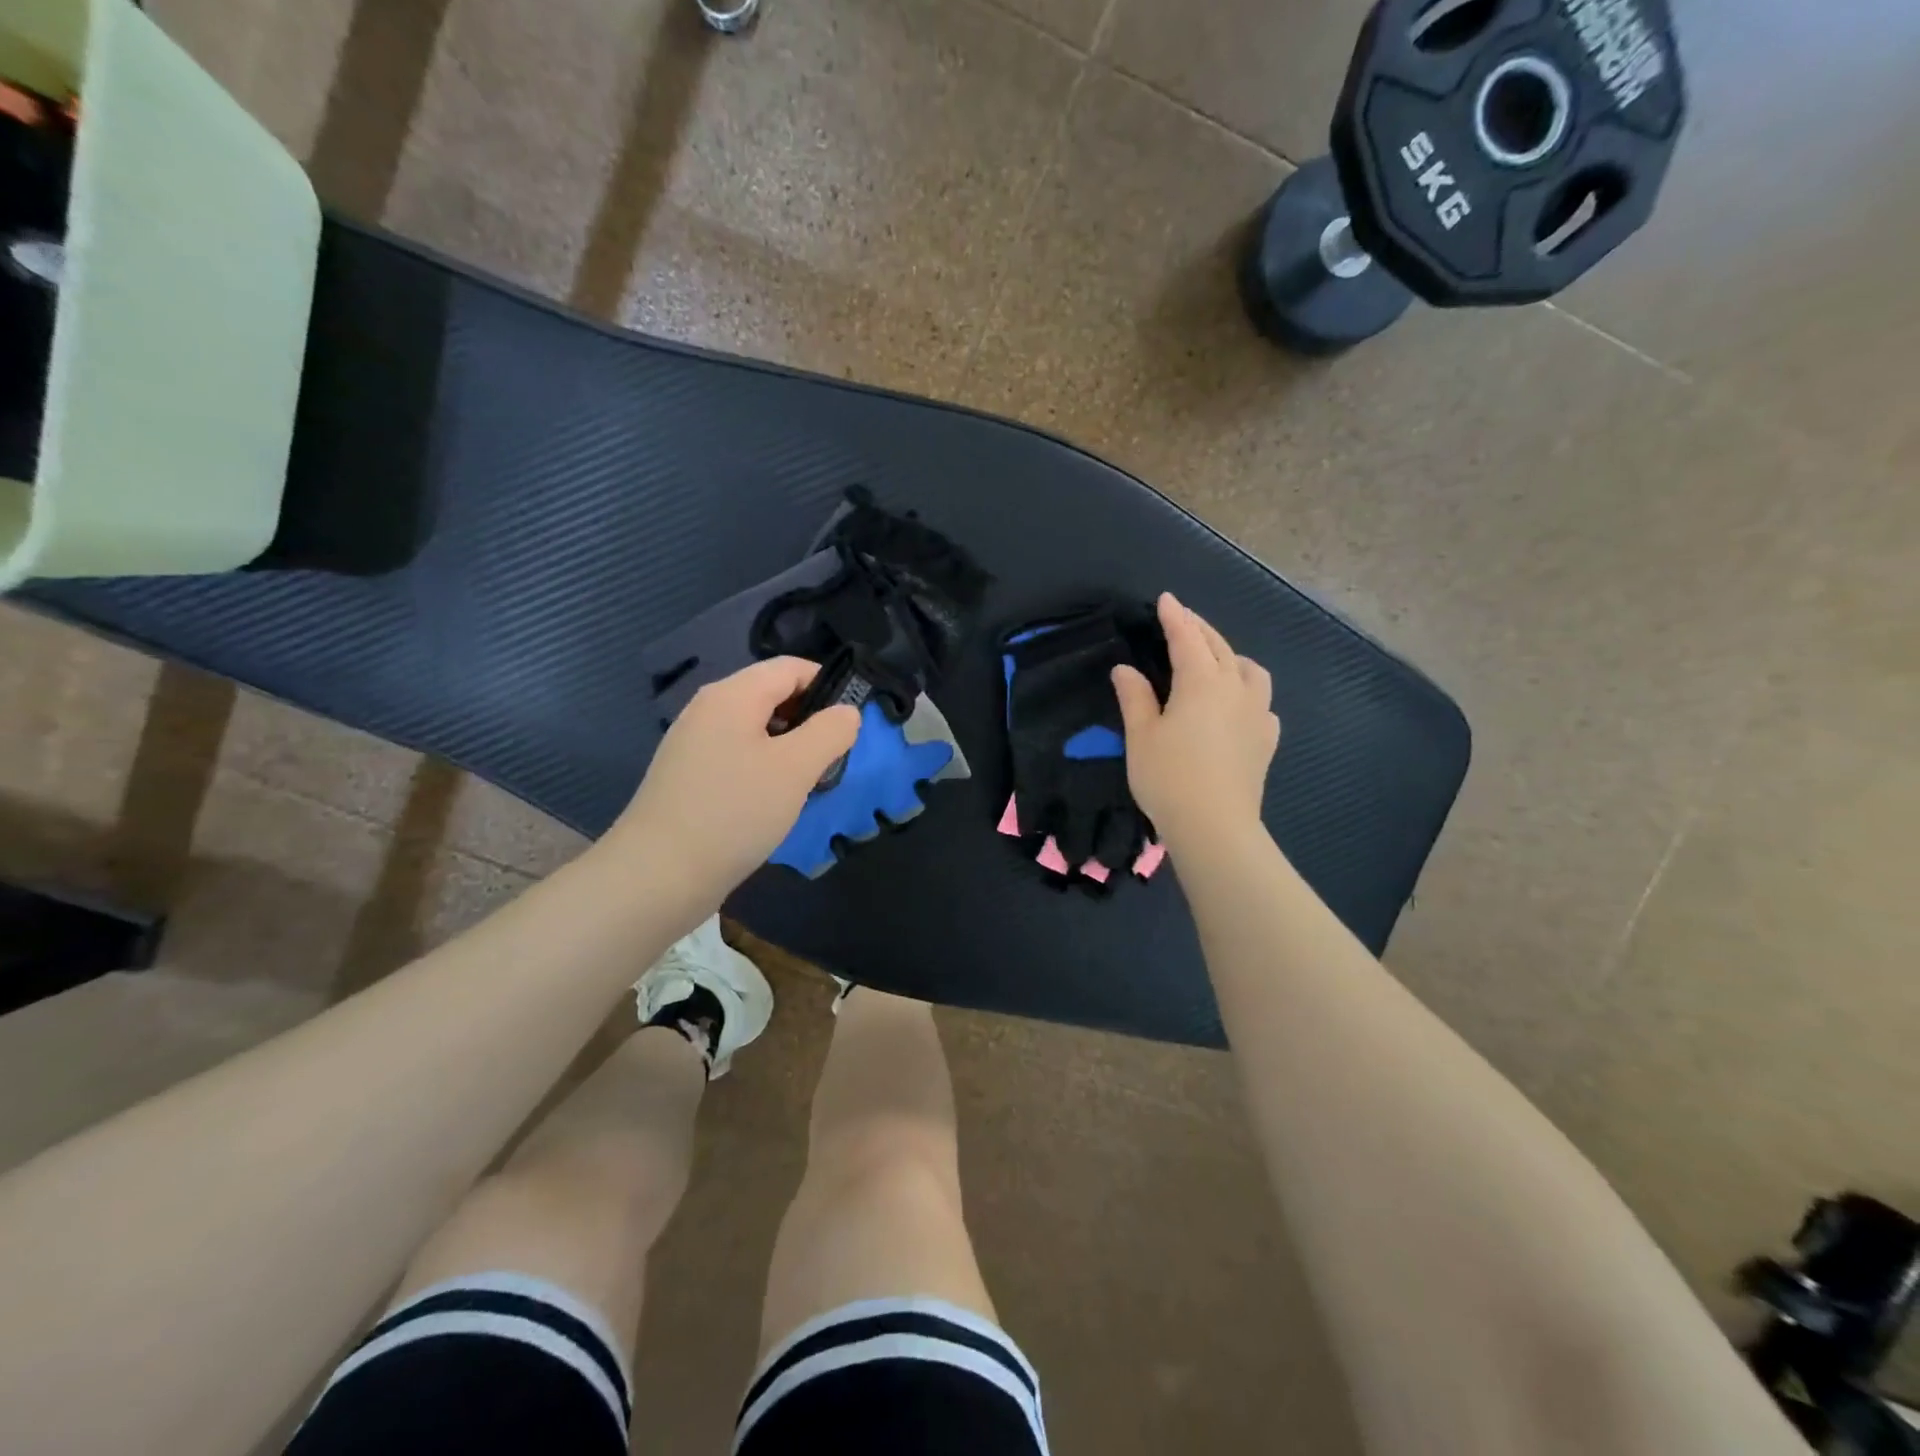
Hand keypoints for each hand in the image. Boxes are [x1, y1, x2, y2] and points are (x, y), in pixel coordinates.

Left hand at [608, 658, 860, 906]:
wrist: (658, 876)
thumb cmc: (734, 813)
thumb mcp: (796, 769)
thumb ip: (829, 732)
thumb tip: (847, 712)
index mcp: (732, 695)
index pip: (791, 667)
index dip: (828, 686)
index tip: (851, 725)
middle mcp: (708, 709)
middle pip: (772, 695)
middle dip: (809, 720)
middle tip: (832, 759)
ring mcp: (693, 743)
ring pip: (756, 728)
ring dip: (788, 747)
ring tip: (807, 783)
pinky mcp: (687, 775)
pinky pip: (737, 754)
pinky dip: (763, 767)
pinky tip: (772, 801)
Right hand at [1112, 593, 1279, 852]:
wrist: (1215, 826)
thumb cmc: (1169, 777)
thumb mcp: (1141, 736)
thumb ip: (1134, 697)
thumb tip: (1126, 669)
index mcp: (1201, 682)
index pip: (1187, 638)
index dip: (1175, 616)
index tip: (1166, 599)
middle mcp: (1235, 688)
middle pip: (1219, 647)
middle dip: (1199, 629)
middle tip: (1182, 620)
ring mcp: (1257, 713)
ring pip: (1250, 670)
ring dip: (1231, 656)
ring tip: (1216, 661)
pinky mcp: (1266, 739)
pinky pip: (1262, 702)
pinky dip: (1248, 691)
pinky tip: (1238, 705)